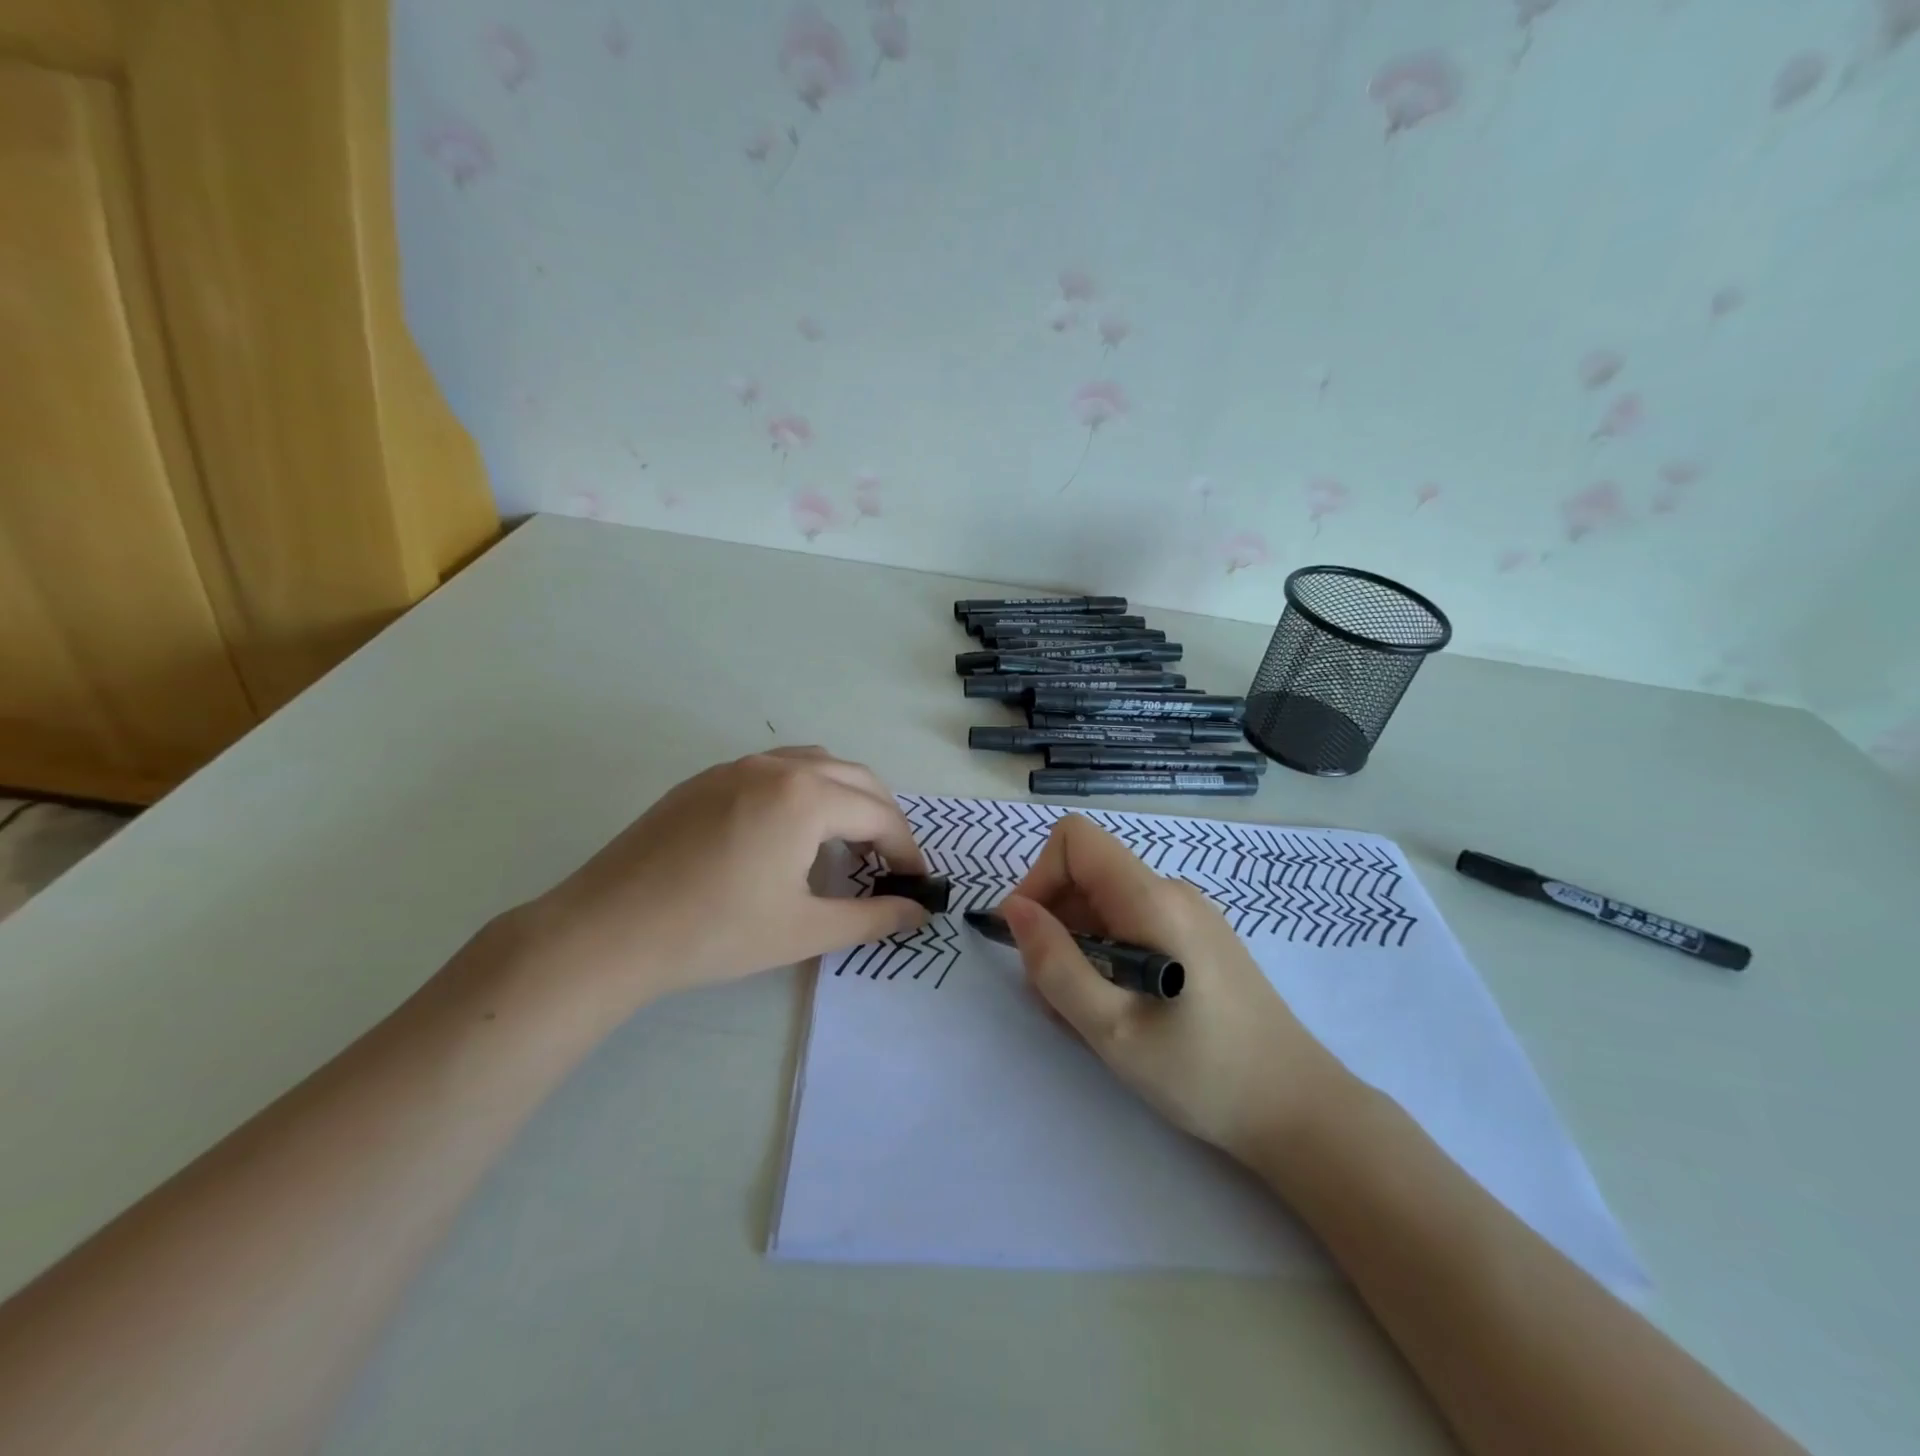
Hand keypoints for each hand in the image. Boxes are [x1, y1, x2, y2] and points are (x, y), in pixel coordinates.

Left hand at [518, 747, 928, 1013]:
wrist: (608, 930)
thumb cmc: (715, 932)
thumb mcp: (803, 929)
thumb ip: (871, 918)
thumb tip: (918, 912)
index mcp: (807, 797)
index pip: (878, 815)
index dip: (905, 849)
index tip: (917, 881)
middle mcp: (777, 767)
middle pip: (855, 778)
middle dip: (882, 817)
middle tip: (889, 862)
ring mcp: (737, 766)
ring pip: (815, 764)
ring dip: (844, 796)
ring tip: (846, 842)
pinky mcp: (706, 779)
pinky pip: (775, 769)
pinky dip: (805, 790)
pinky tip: (790, 832)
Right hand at [1000, 814, 1350, 1162]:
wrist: (1300, 1111)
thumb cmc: (1202, 1072)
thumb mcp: (1111, 1028)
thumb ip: (1055, 964)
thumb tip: (1014, 909)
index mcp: (1152, 899)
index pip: (1074, 840)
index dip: (1039, 878)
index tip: (1031, 940)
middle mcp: (1172, 892)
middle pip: (1087, 875)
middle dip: (1055, 926)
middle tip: (1057, 998)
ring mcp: (1190, 914)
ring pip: (1106, 906)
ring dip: (1080, 949)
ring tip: (1090, 1016)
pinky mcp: (1199, 940)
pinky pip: (1133, 926)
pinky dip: (1109, 958)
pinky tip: (1121, 1012)